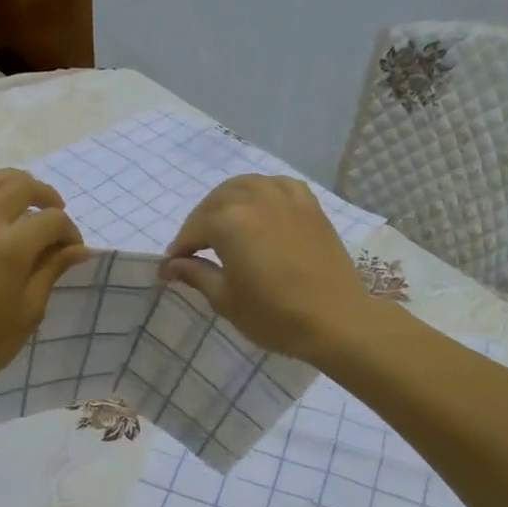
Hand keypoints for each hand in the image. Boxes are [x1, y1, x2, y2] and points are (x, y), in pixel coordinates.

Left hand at [0, 169, 85, 395]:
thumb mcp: (28, 312)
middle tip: (54, 222)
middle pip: (22, 185)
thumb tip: (78, 249)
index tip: (72, 252)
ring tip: (25, 206)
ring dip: (14, 185)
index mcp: (11, 247)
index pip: (52, 220)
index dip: (69, 232)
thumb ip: (51, 271)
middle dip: (47, 197)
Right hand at [161, 175, 378, 359]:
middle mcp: (254, 198)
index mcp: (229, 220)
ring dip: (227, 203)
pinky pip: (277, 186)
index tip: (171, 268)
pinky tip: (260, 208)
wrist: (337, 320)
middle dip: (200, 224)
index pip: (193, 230)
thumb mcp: (226, 299)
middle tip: (194, 251)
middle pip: (215, 203)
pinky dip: (261, 192)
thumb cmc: (275, 315)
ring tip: (223, 226)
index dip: (179, 250)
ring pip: (244, 187)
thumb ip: (196, 274)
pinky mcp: (309, 204)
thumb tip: (170, 265)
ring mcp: (285, 197)